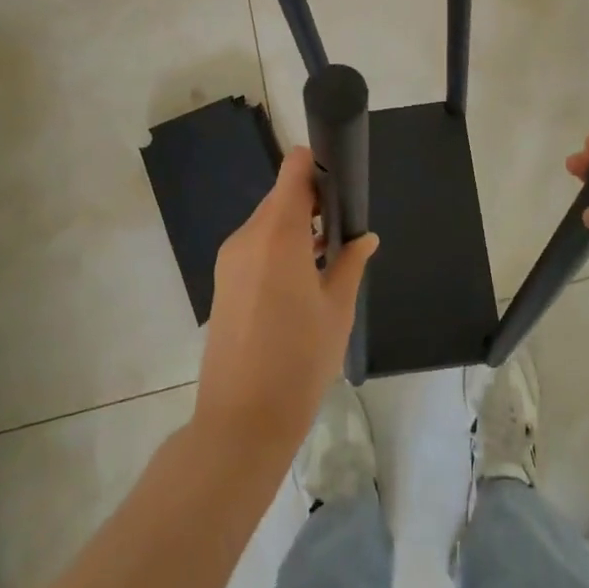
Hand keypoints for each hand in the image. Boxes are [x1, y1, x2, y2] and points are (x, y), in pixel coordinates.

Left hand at [193, 147, 377, 459]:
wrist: (241, 422)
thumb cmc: (299, 361)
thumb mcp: (337, 309)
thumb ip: (350, 263)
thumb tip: (364, 238)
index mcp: (277, 234)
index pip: (293, 169)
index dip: (317, 165)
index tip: (342, 181)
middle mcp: (248, 237)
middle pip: (281, 196)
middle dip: (312, 200)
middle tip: (343, 226)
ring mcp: (230, 260)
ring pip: (268, 222)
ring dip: (295, 226)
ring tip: (328, 253)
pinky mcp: (223, 282)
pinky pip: (255, 246)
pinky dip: (278, 247)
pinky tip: (302, 278)